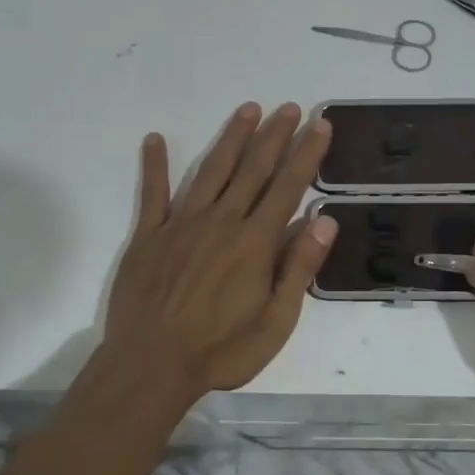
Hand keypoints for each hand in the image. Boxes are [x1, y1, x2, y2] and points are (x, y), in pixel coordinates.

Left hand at [105, 102, 337, 400]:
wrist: (151, 366)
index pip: (288, 186)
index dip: (307, 154)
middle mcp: (222, 221)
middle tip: (290, 107)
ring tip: (248, 109)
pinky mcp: (149, 235)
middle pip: (253, 168)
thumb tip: (325, 220)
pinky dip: (155, 165)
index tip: (320, 125)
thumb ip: (300, 268)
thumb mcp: (277, 322)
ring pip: (212, 170)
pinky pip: (153, 193)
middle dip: (275, 135)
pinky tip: (155, 139)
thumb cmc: (222, 350)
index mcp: (255, 242)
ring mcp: (182, 224)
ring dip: (231, 138)